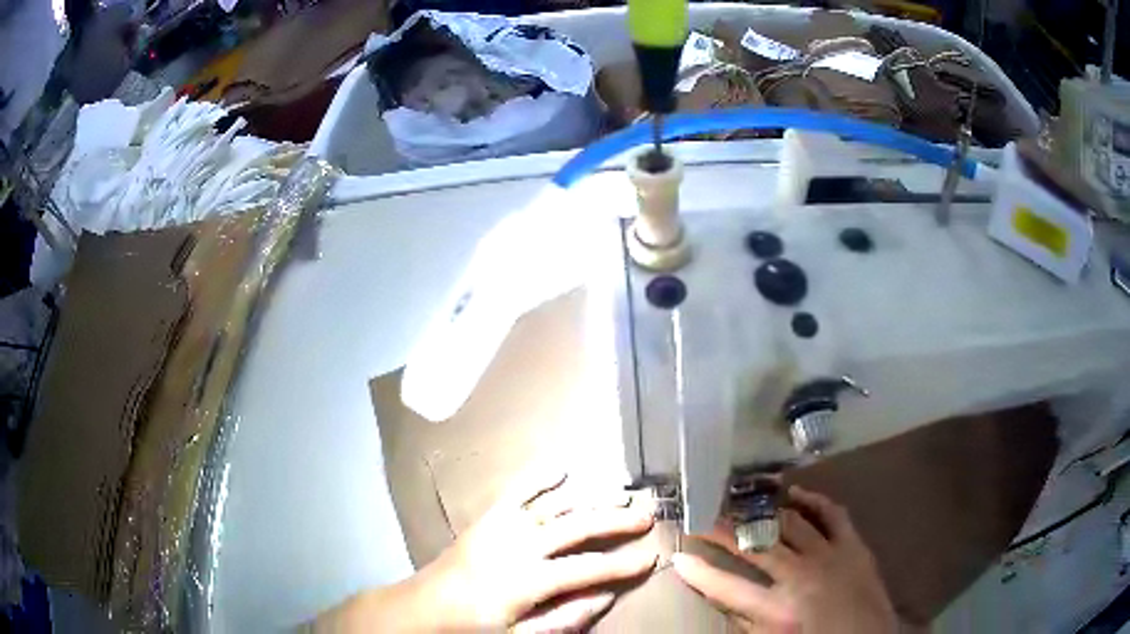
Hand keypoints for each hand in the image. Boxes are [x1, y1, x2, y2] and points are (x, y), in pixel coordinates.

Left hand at [312, 469, 656, 632]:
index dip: (624, 564)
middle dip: (616, 521)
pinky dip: (540, 476)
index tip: (652, 555)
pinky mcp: (488, 517)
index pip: (589, 569)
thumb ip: (565, 617)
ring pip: (555, 505)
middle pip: (578, 528)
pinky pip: (517, 490)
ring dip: (590, 497)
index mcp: (529, 580)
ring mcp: (502, 526)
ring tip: (620, 492)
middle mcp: (520, 545)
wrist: (425, 606)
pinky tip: (562, 466)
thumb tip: (606, 595)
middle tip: (647, 514)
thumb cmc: (475, 626)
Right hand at [672, 486, 896, 633]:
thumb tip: (724, 593)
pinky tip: (794, 493)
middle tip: (702, 517)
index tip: (678, 556)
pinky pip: (831, 513)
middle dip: (723, 530)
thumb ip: (749, 618)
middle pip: (754, 546)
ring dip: (761, 511)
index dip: (699, 571)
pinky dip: (811, 500)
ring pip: (789, 523)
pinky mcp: (853, 544)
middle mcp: (800, 578)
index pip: (727, 587)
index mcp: (778, 612)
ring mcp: (830, 555)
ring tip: (741, 502)